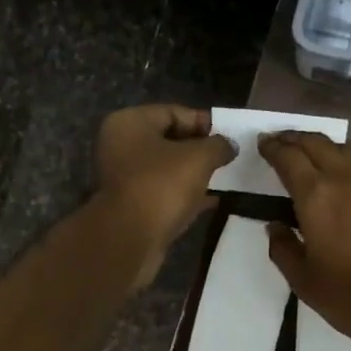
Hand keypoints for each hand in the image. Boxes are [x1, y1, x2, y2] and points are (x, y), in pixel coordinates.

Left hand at [93, 105, 234, 285]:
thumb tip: (229, 145)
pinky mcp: (132, 205)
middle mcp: (121, 145)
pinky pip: (164, 192)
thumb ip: (218, 145)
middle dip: (200, 148)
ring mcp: (124, 177)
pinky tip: (212, 200)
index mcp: (130, 122)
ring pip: (167, 168)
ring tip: (224, 178)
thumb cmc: (162, 185)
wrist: (130, 238)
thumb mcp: (199, 158)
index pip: (174, 112)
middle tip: (228, 157)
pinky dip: (186, 194)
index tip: (229, 136)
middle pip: (169, 140)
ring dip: (194, 173)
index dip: (204, 122)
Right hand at [259, 133, 350, 345]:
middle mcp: (347, 177)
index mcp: (316, 198)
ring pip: (347, 148)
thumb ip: (284, 250)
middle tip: (283, 141)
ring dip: (326, 146)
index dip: (272, 147)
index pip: (288, 158)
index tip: (264, 144)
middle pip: (316, 143)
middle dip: (295, 139)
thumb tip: (274, 226)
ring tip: (317, 153)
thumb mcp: (306, 284)